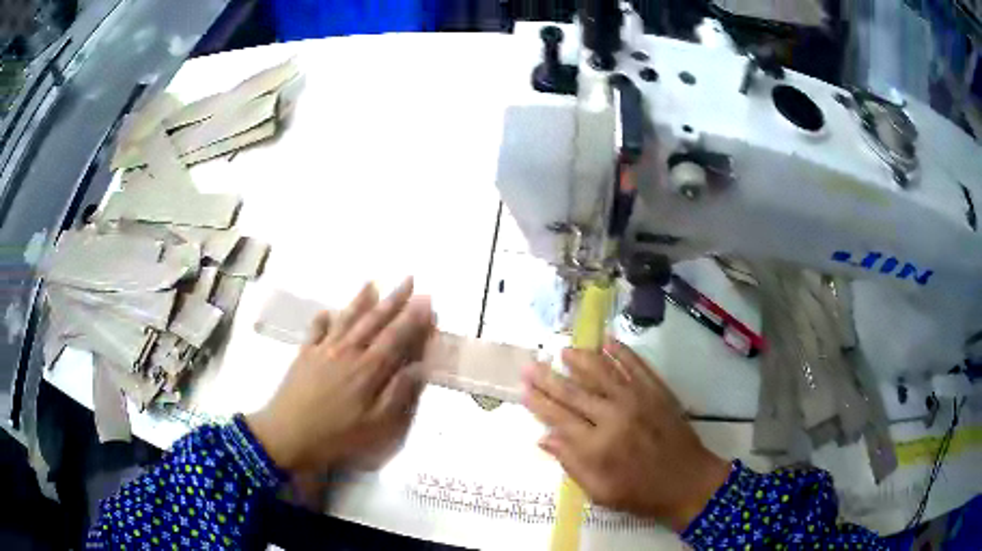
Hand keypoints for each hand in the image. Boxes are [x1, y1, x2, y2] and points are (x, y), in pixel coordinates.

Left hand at [247, 277, 434, 474]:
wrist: (288, 435)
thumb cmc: (337, 435)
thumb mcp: (376, 426)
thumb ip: (398, 395)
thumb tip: (419, 367)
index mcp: (368, 370)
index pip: (395, 337)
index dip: (413, 318)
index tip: (427, 300)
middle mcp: (347, 352)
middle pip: (373, 321)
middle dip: (394, 300)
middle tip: (409, 279)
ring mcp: (323, 350)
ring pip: (346, 319)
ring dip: (361, 300)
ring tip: (373, 283)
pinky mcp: (304, 355)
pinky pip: (316, 330)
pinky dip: (323, 318)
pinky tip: (328, 311)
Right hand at [521, 338, 730, 531]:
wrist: (688, 482)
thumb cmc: (641, 493)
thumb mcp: (600, 492)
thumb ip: (571, 464)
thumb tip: (544, 438)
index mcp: (597, 446)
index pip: (559, 418)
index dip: (539, 403)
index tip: (523, 389)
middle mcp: (614, 416)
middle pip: (574, 392)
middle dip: (549, 378)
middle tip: (530, 365)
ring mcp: (638, 400)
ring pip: (603, 372)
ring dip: (582, 359)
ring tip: (565, 350)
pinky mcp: (657, 392)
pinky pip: (636, 366)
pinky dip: (622, 352)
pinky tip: (608, 342)